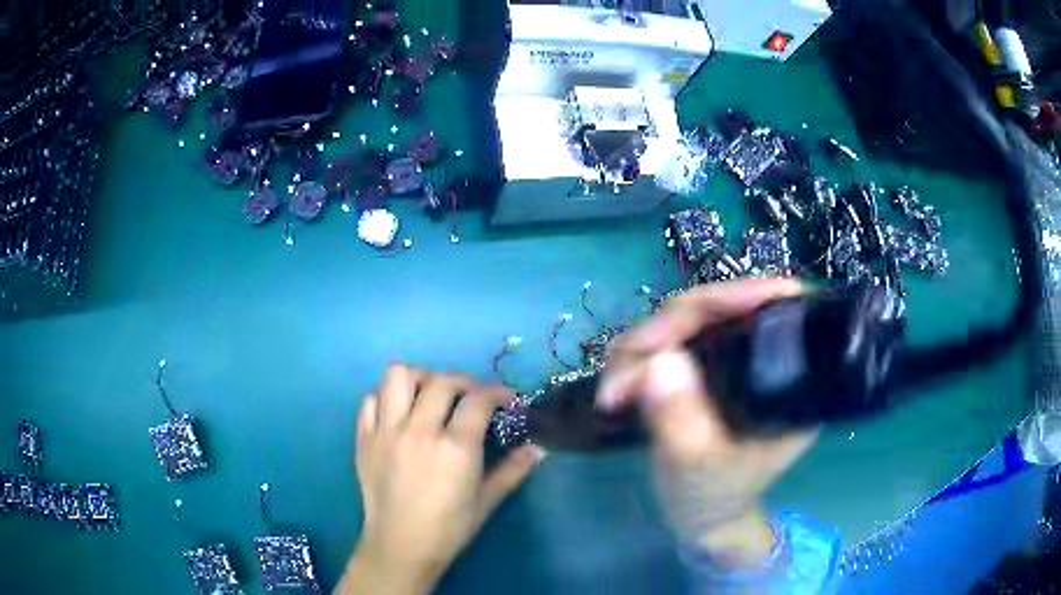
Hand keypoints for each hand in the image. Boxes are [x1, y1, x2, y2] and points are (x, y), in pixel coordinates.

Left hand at [338, 365, 544, 594]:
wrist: (399, 547)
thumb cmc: (448, 529)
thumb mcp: (487, 501)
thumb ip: (513, 470)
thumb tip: (539, 448)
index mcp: (454, 447)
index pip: (478, 399)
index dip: (498, 393)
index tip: (507, 401)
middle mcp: (419, 430)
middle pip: (442, 381)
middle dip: (465, 383)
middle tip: (472, 399)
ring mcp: (387, 431)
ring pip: (399, 376)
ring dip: (421, 378)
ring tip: (431, 395)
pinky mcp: (364, 438)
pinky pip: (371, 399)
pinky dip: (387, 398)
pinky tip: (400, 413)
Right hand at [597, 279, 819, 567]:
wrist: (700, 514)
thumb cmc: (714, 496)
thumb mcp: (701, 467)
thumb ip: (682, 419)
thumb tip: (658, 361)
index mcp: (790, 375)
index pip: (772, 310)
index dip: (733, 298)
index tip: (682, 317)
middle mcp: (762, 354)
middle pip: (716, 308)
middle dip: (664, 334)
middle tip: (624, 374)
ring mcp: (728, 355)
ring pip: (681, 319)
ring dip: (639, 347)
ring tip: (615, 391)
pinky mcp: (700, 362)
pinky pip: (663, 339)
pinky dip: (634, 358)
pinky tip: (618, 386)